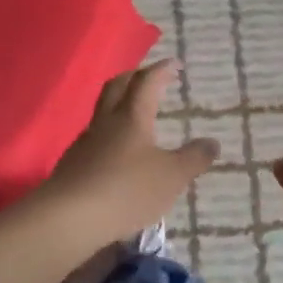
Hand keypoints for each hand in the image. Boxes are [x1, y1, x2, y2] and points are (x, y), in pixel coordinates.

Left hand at [37, 60, 219, 249]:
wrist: (69, 218)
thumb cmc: (127, 189)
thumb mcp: (172, 177)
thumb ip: (194, 158)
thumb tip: (213, 142)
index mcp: (132, 116)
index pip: (147, 82)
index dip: (161, 70)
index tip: (175, 64)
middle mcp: (106, 122)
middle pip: (117, 87)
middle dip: (134, 77)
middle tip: (150, 77)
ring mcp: (85, 142)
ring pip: (103, 112)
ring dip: (119, 105)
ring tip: (136, 116)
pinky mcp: (73, 165)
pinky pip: (95, 138)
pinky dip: (110, 135)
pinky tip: (118, 153)